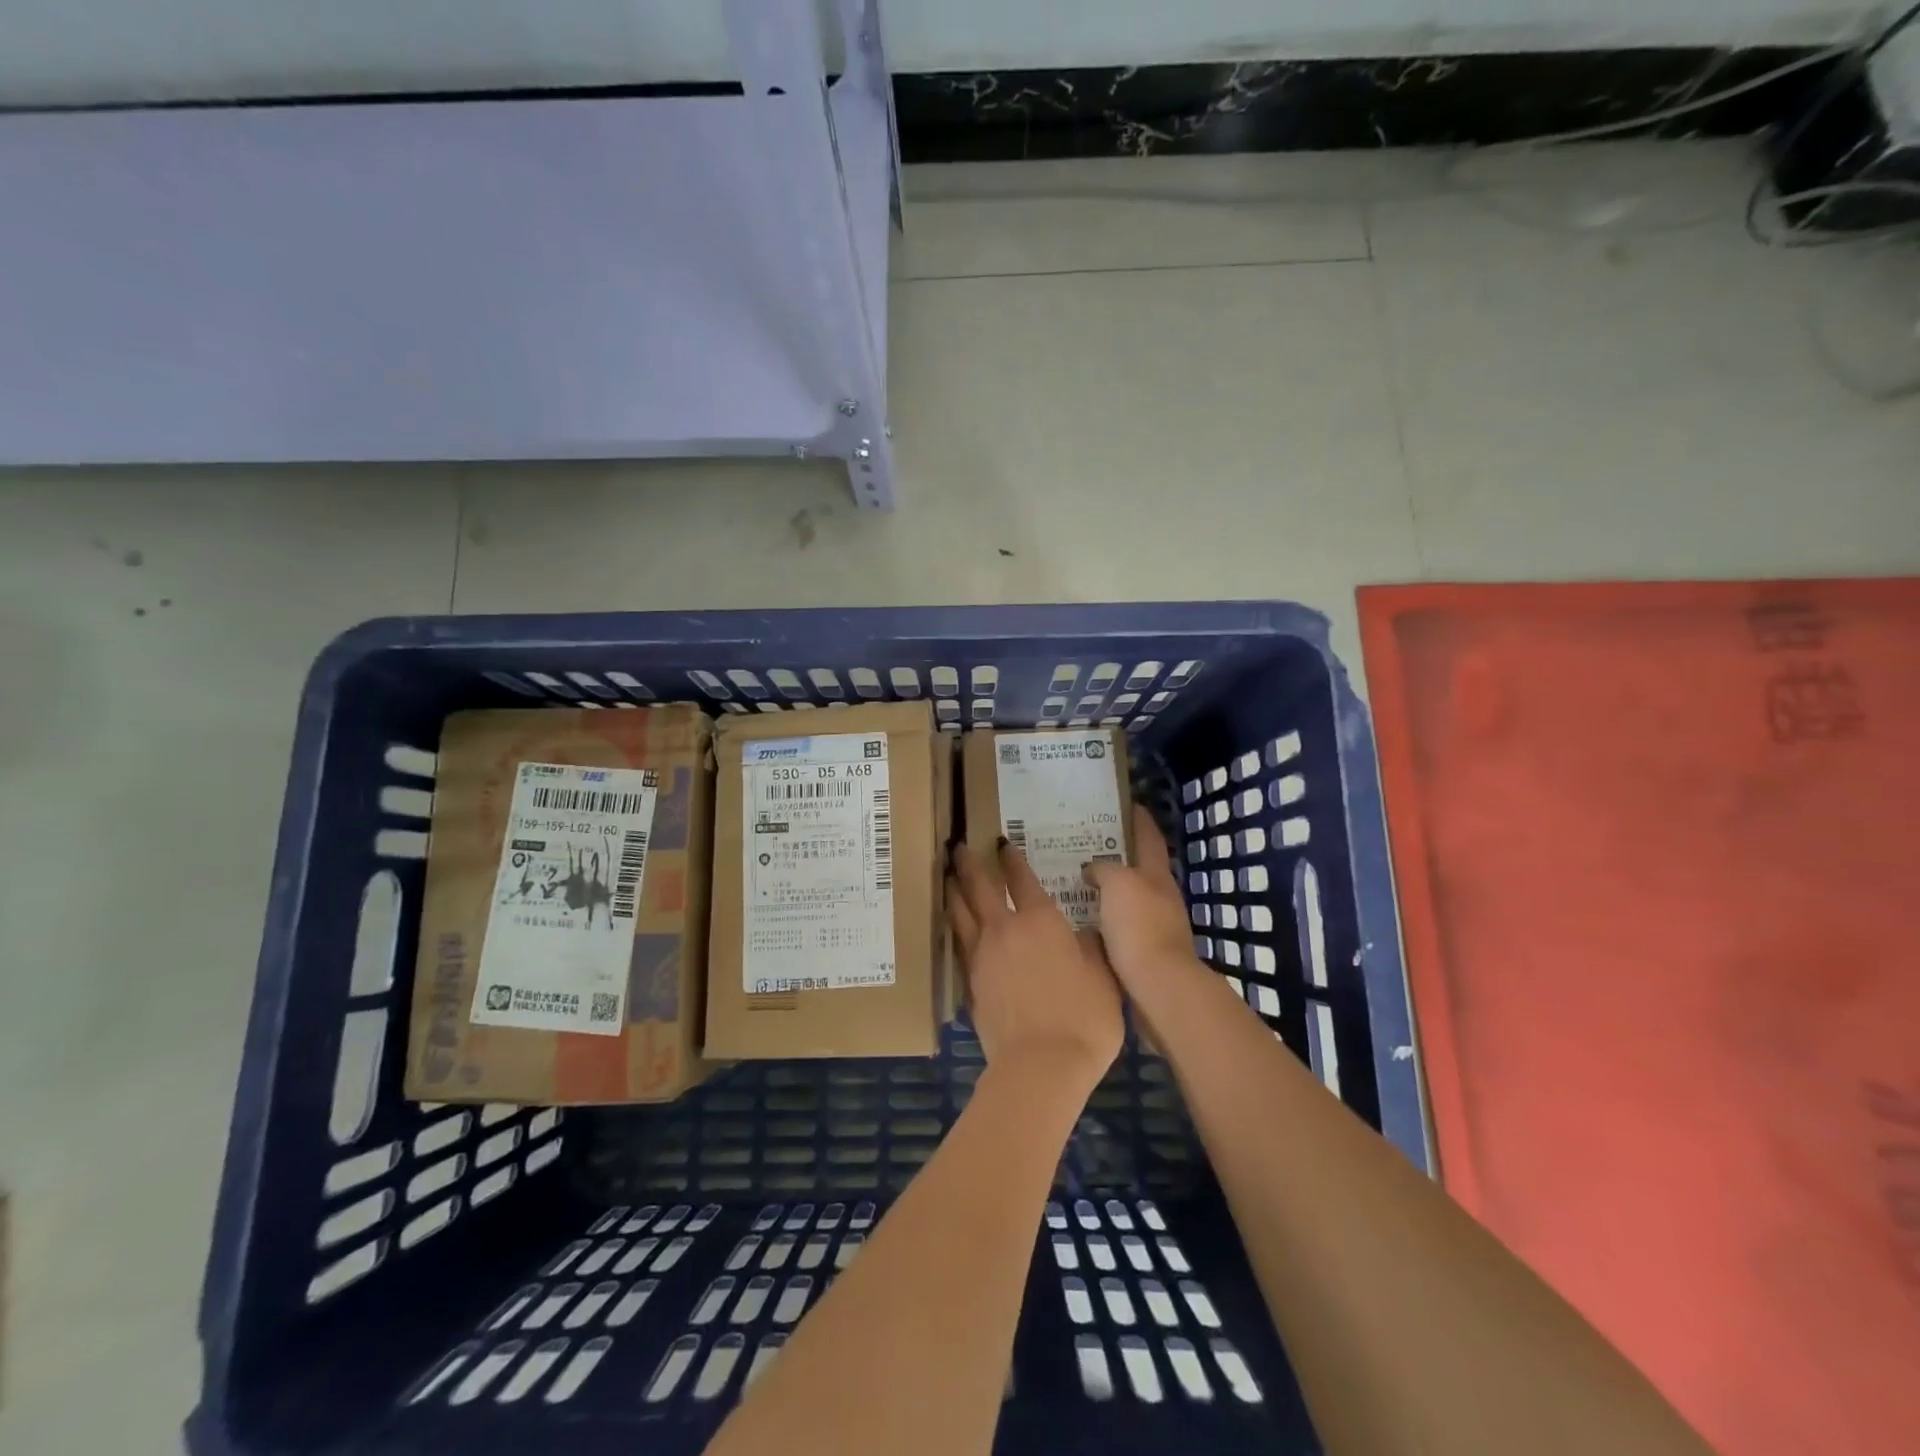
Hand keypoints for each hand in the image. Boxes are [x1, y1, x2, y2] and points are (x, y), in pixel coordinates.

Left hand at [947, 839, 1123, 1090]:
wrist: (1041, 1066)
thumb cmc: (1083, 1018)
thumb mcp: (1104, 977)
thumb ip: (1092, 948)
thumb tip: (1087, 931)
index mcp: (1040, 920)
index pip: (1021, 878)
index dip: (1011, 858)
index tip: (1001, 842)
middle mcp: (1004, 929)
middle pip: (979, 887)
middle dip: (968, 864)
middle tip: (957, 846)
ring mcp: (982, 956)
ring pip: (960, 913)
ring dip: (953, 891)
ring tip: (947, 876)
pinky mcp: (970, 983)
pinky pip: (959, 944)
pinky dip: (954, 928)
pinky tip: (953, 927)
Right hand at [1082, 805, 1205, 1005]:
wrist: (1158, 988)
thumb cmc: (1140, 927)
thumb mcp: (1118, 884)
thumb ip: (1104, 869)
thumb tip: (1093, 869)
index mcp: (1157, 874)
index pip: (1148, 836)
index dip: (1138, 818)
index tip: (1124, 802)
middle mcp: (1160, 896)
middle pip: (1139, 867)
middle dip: (1117, 854)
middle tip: (1084, 843)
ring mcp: (1155, 925)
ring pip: (1127, 897)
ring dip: (1107, 889)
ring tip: (1075, 881)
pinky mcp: (1143, 953)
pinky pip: (1118, 926)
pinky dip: (1102, 918)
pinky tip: (1081, 920)